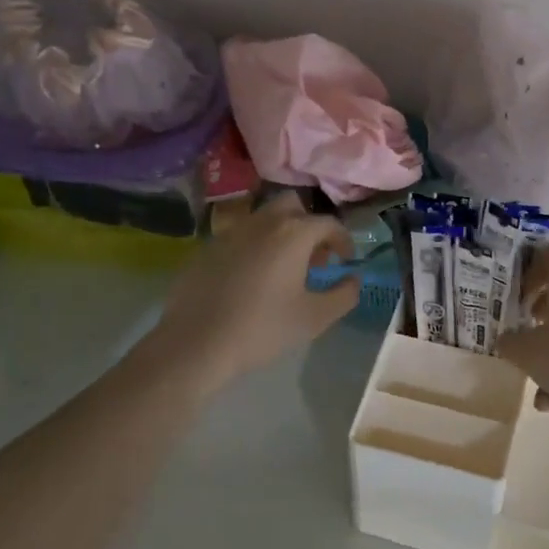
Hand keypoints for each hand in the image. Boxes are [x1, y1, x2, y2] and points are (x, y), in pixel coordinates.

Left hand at [145, 194, 358, 392]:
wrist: (195, 343)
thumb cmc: (263, 328)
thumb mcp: (314, 318)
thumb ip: (344, 295)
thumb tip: (353, 280)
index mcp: (292, 234)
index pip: (328, 223)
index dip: (342, 240)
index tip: (346, 260)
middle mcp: (262, 222)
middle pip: (293, 206)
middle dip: (309, 225)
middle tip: (314, 257)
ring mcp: (230, 233)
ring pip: (263, 218)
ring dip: (281, 234)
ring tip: (284, 269)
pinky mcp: (206, 248)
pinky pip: (239, 237)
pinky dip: (255, 247)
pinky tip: (252, 279)